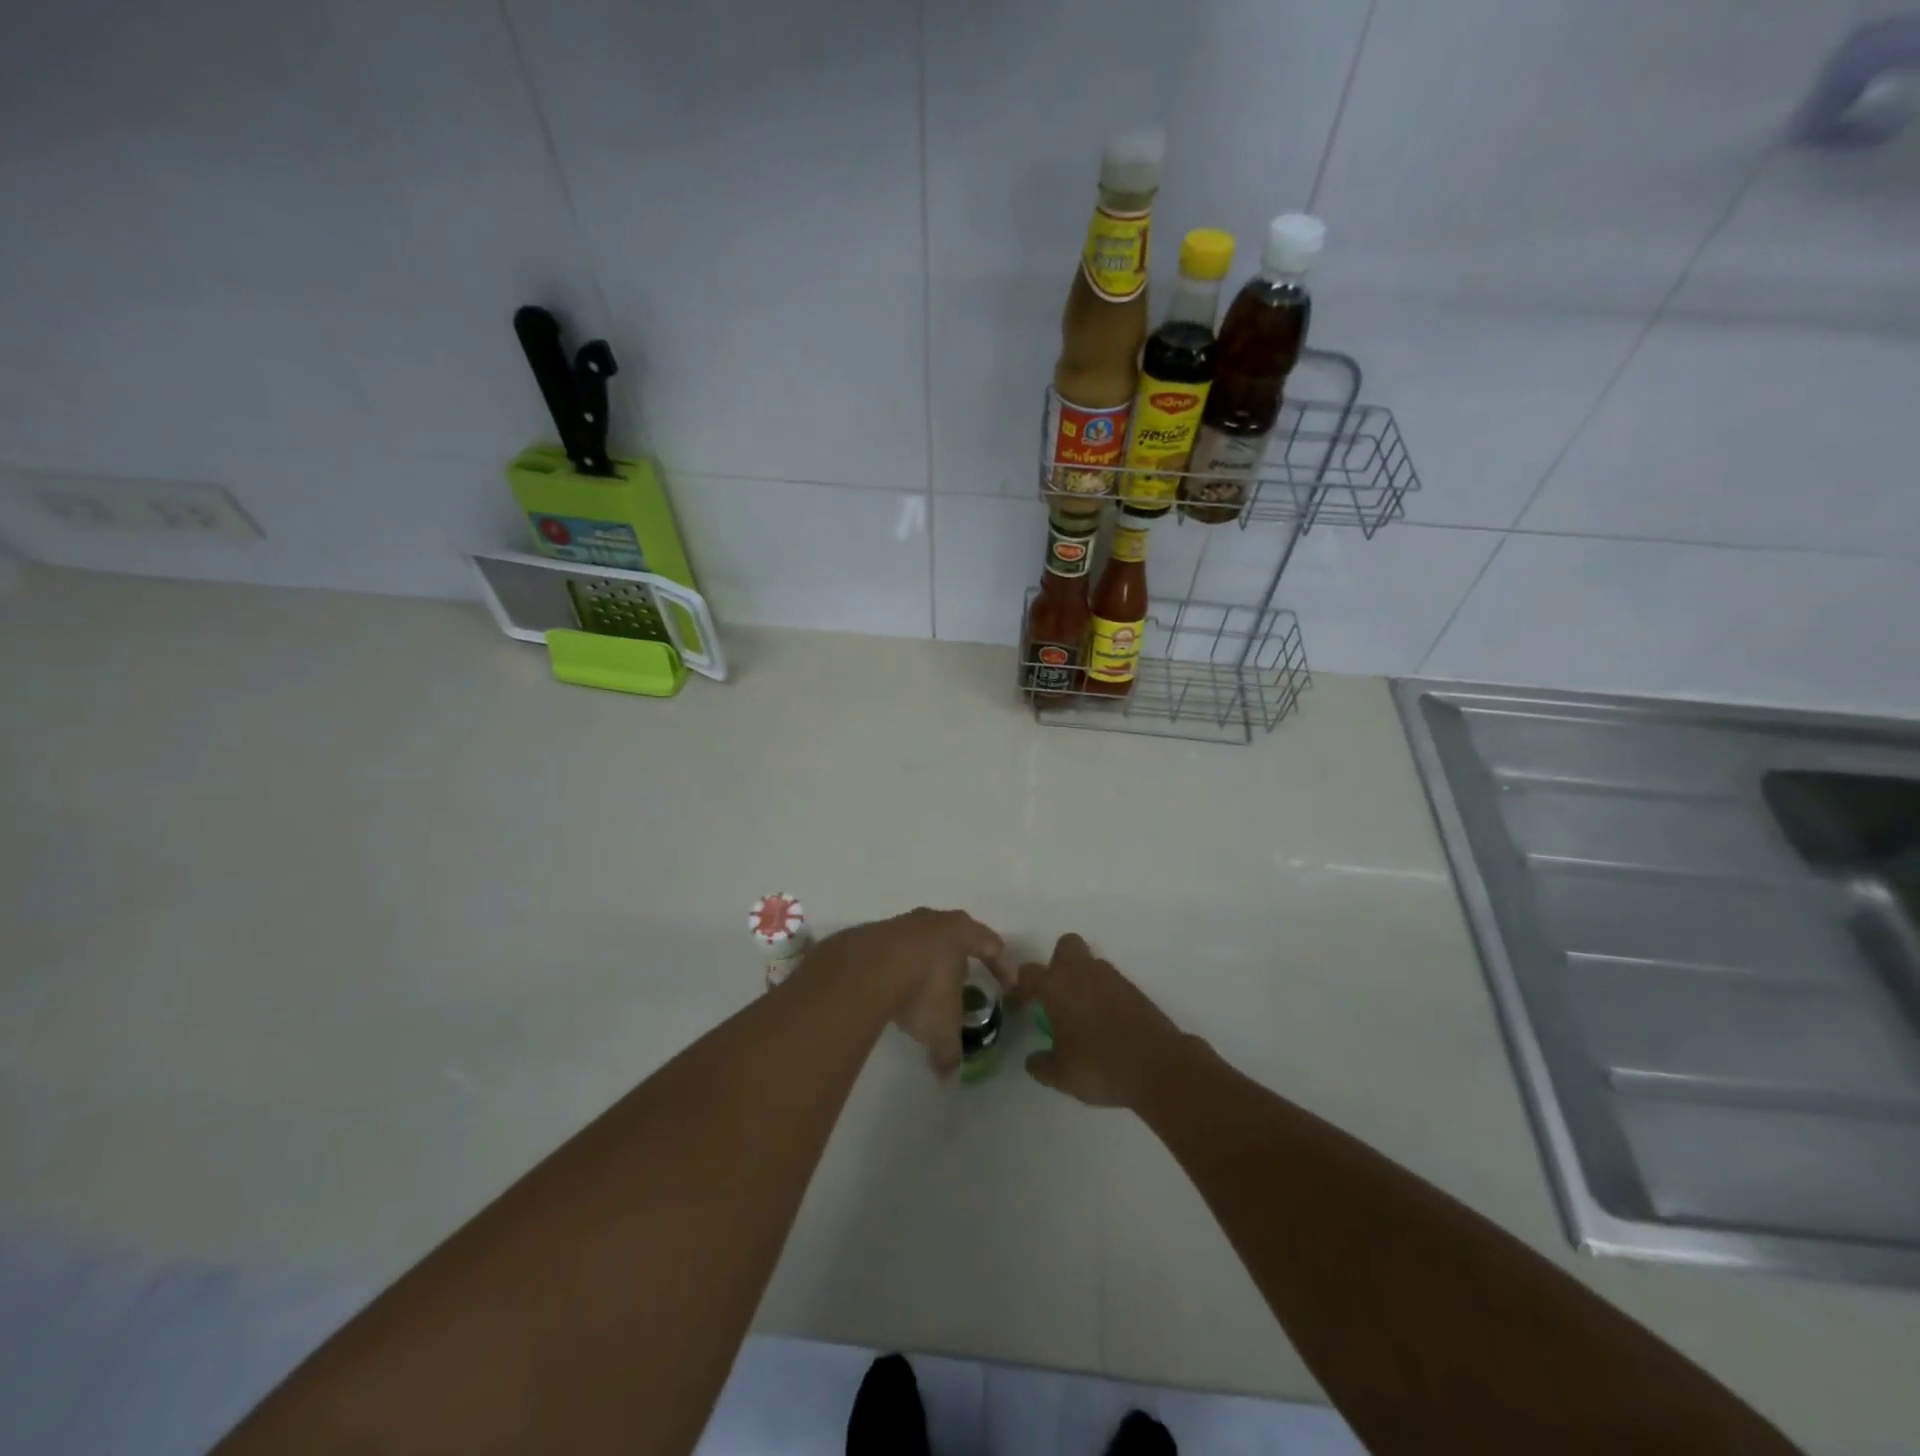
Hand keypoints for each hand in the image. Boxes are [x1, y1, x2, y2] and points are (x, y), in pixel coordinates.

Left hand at [813, 908, 1015, 1078]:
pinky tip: (895, 991)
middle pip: (956, 937)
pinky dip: (901, 969)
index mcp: (961, 933)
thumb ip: (949, 1051)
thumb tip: (947, 1075)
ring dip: (928, 965)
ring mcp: (902, 923)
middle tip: (965, 985)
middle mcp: (934, 920)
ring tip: (926, 992)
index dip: (1004, 966)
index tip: (1009, 986)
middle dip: (962, 963)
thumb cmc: (922, 989)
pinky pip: (896, 952)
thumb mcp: (942, 1028)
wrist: (866, 969)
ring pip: (924, 943)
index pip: (992, 945)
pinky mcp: (875, 934)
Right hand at [1021, 934, 1189, 1108]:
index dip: (1020, 988)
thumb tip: (1033, 1060)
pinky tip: (1106, 1023)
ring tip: (1082, 1015)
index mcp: (1057, 986)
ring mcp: (1112, 978)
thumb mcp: (1062, 1076)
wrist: (1159, 1066)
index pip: (1028, 973)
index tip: (1020, 1007)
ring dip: (1082, 980)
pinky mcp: (1134, 990)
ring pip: (1090, 964)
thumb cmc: (1101, 1066)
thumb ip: (1041, 1065)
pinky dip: (1104, 995)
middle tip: (1055, 996)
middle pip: (1066, 946)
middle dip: (1057, 963)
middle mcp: (1082, 972)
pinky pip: (1110, 983)